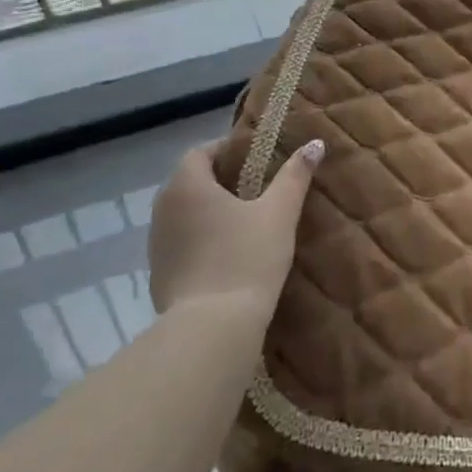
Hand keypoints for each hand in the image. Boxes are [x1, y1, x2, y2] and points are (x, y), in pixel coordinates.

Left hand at [148, 139, 323, 313]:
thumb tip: (315, 143)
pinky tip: (228, 255)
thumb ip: (295, 176)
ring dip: (210, 212)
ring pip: (184, 214)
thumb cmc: (246, 258)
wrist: (212, 329)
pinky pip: (181, 243)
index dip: (227, 150)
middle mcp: (163, 209)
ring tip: (245, 222)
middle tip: (258, 188)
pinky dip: (201, 240)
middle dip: (221, 181)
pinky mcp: (158, 275)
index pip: (200, 152)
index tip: (256, 159)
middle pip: (190, 182)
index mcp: (187, 186)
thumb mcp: (280, 213)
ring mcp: (156, 245)